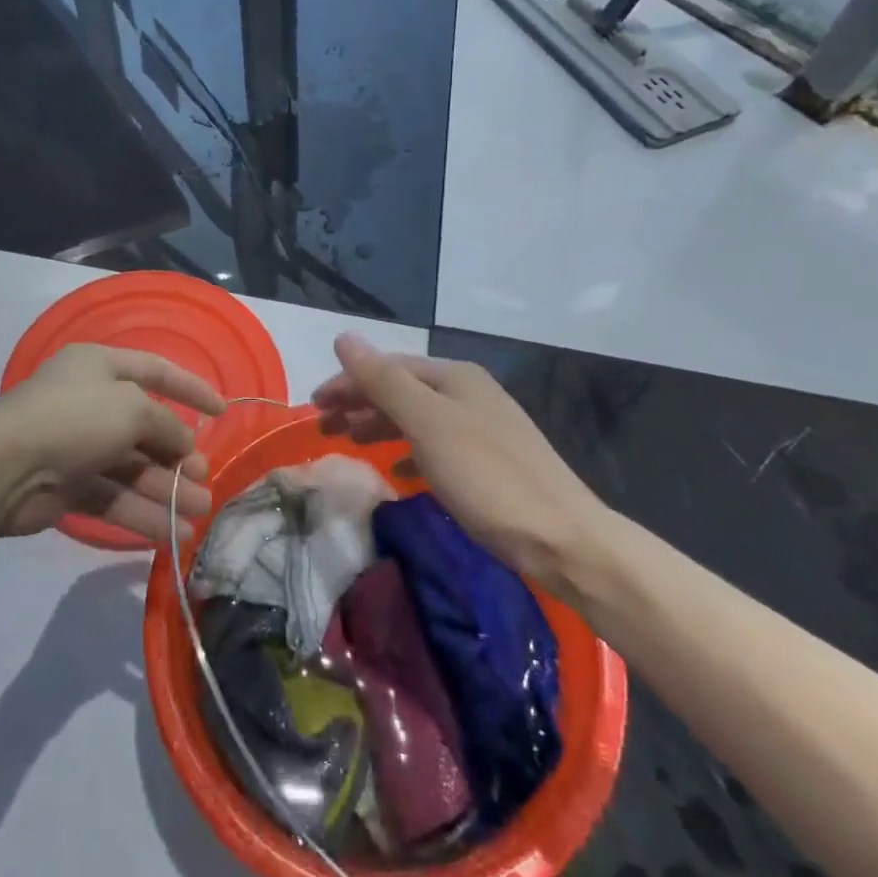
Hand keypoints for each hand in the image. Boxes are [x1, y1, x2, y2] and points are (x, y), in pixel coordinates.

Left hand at [0, 344, 224, 544]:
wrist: (5, 467)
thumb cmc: (75, 418)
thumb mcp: (132, 408)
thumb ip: (166, 425)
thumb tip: (184, 443)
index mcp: (100, 367)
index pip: (156, 371)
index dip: (191, 389)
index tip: (222, 411)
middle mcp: (91, 402)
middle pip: (146, 428)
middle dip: (178, 456)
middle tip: (205, 479)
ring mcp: (79, 445)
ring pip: (133, 468)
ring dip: (167, 491)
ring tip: (200, 513)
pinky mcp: (69, 486)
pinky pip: (114, 497)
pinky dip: (141, 513)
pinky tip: (170, 533)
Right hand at [311, 333, 611, 589]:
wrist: (564, 540)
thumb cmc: (488, 477)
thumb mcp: (428, 424)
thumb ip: (383, 381)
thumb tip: (344, 337)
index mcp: (454, 377)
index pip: (387, 367)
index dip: (347, 383)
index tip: (313, 408)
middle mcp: (469, 393)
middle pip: (401, 389)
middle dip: (360, 403)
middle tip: (323, 427)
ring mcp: (483, 427)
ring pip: (418, 417)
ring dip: (380, 425)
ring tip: (350, 442)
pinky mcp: (491, 463)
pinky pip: (436, 446)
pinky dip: (410, 452)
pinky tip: (399, 471)